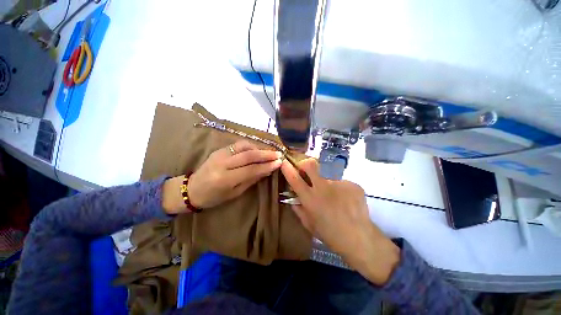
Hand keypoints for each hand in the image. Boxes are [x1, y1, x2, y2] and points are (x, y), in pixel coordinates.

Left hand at [163, 140, 282, 213]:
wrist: (192, 189)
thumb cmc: (214, 197)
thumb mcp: (234, 193)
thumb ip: (251, 179)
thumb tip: (267, 170)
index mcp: (225, 179)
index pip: (251, 169)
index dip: (267, 166)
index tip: (279, 163)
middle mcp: (222, 163)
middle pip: (249, 155)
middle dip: (266, 154)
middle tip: (279, 154)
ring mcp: (220, 154)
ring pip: (244, 146)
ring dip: (259, 148)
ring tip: (269, 152)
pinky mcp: (219, 149)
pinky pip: (238, 145)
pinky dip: (250, 146)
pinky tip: (257, 150)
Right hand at [280, 158, 399, 284]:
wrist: (359, 238)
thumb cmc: (330, 234)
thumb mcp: (309, 224)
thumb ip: (299, 208)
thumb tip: (294, 197)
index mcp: (310, 198)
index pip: (295, 179)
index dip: (288, 169)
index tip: (284, 162)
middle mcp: (323, 187)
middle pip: (310, 165)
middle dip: (305, 164)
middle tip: (307, 171)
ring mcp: (339, 184)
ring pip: (327, 177)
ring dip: (327, 185)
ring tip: (336, 199)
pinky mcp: (352, 184)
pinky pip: (341, 183)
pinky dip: (341, 190)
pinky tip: (346, 202)